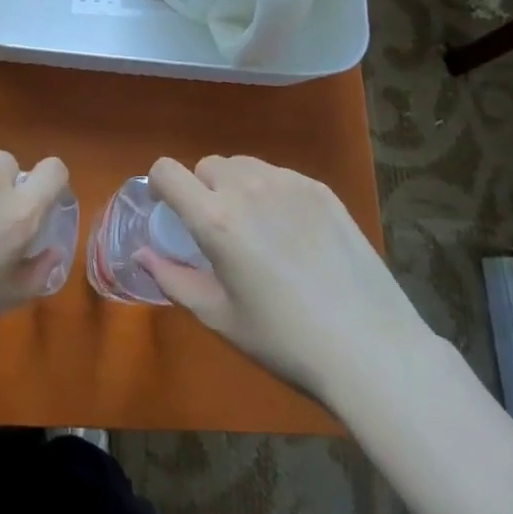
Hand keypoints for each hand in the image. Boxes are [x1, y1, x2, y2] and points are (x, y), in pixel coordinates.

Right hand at [140, 155, 433, 402]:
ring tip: (257, 230)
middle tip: (219, 232)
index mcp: (215, 218)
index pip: (167, 170)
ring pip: (244, 166)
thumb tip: (142, 254)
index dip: (160, 186)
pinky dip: (272, 193)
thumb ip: (173, 279)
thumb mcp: (220, 317)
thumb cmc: (285, 340)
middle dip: (202, 190)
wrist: (371, 347)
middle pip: (207, 166)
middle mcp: (247, 187)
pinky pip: (280, 176)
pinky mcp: (320, 189)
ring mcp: (288, 183)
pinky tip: (294, 234)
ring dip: (236, 187)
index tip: (168, 211)